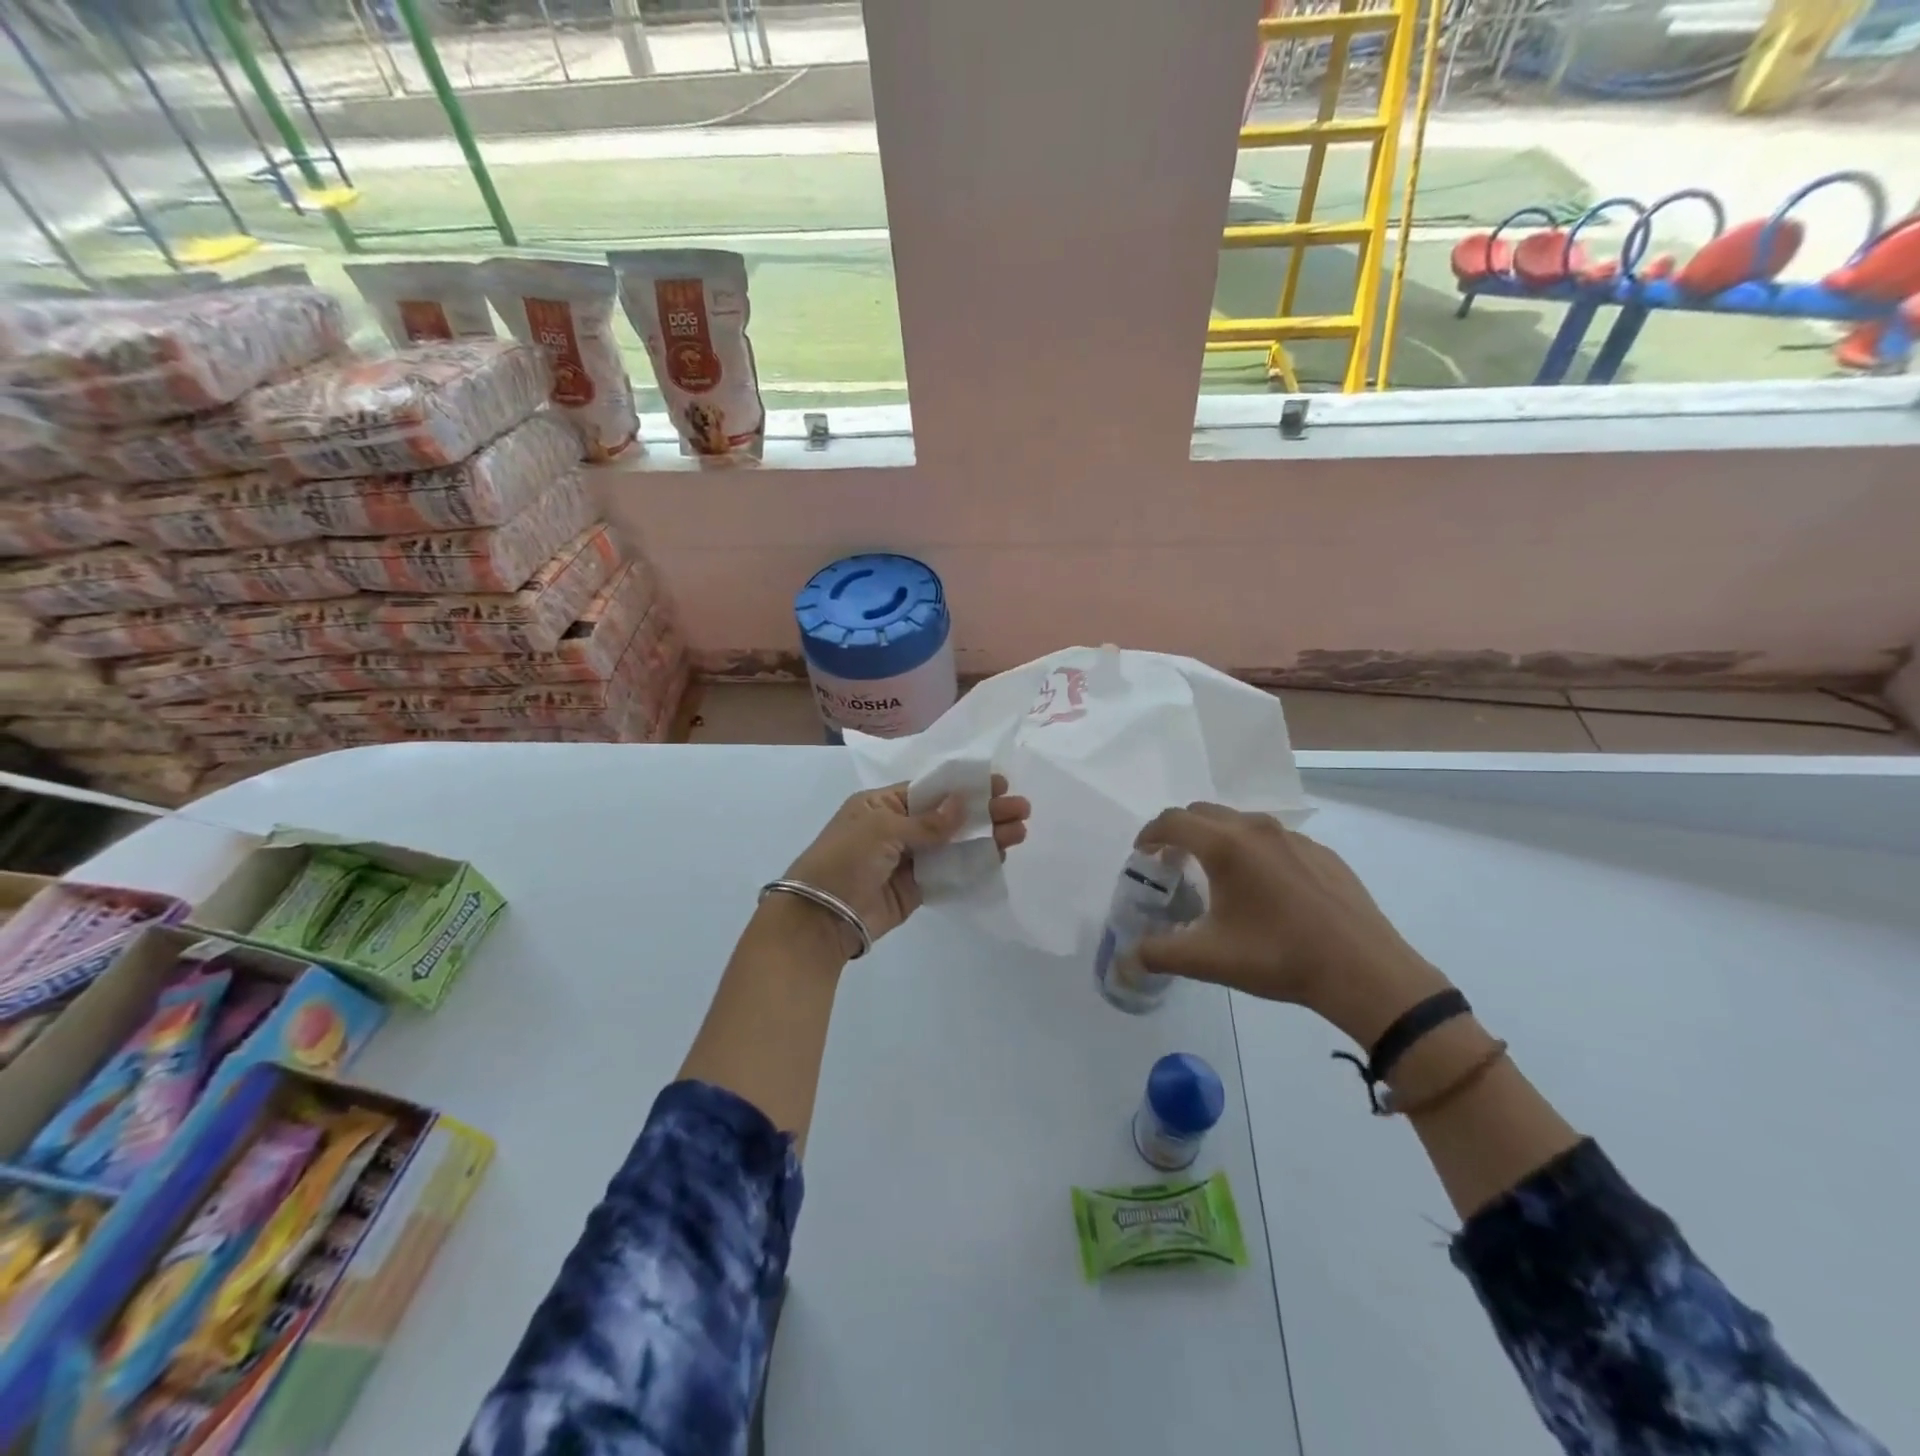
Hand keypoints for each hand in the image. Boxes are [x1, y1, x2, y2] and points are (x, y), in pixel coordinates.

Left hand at [783, 775, 1030, 950]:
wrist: (820, 919)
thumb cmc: (843, 861)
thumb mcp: (881, 830)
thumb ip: (926, 822)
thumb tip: (962, 804)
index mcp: (882, 805)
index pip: (931, 790)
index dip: (964, 786)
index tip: (998, 783)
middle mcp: (898, 828)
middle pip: (949, 816)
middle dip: (985, 811)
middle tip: (1021, 809)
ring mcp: (909, 860)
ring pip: (954, 844)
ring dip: (986, 838)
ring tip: (1020, 832)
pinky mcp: (917, 889)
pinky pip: (950, 873)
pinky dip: (975, 865)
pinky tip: (1000, 857)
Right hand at [1134, 803, 1449, 1045]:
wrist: (1364, 971)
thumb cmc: (1279, 958)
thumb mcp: (1208, 959)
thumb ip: (1158, 955)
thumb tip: (1125, 962)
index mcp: (1226, 847)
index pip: (1173, 822)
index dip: (1149, 835)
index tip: (1141, 855)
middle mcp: (1256, 830)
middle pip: (1203, 813)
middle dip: (1180, 832)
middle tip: (1172, 864)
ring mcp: (1293, 838)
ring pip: (1240, 822)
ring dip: (1216, 838)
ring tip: (1215, 875)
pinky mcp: (1321, 852)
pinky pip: (1273, 838)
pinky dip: (1252, 850)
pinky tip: (1263, 890)